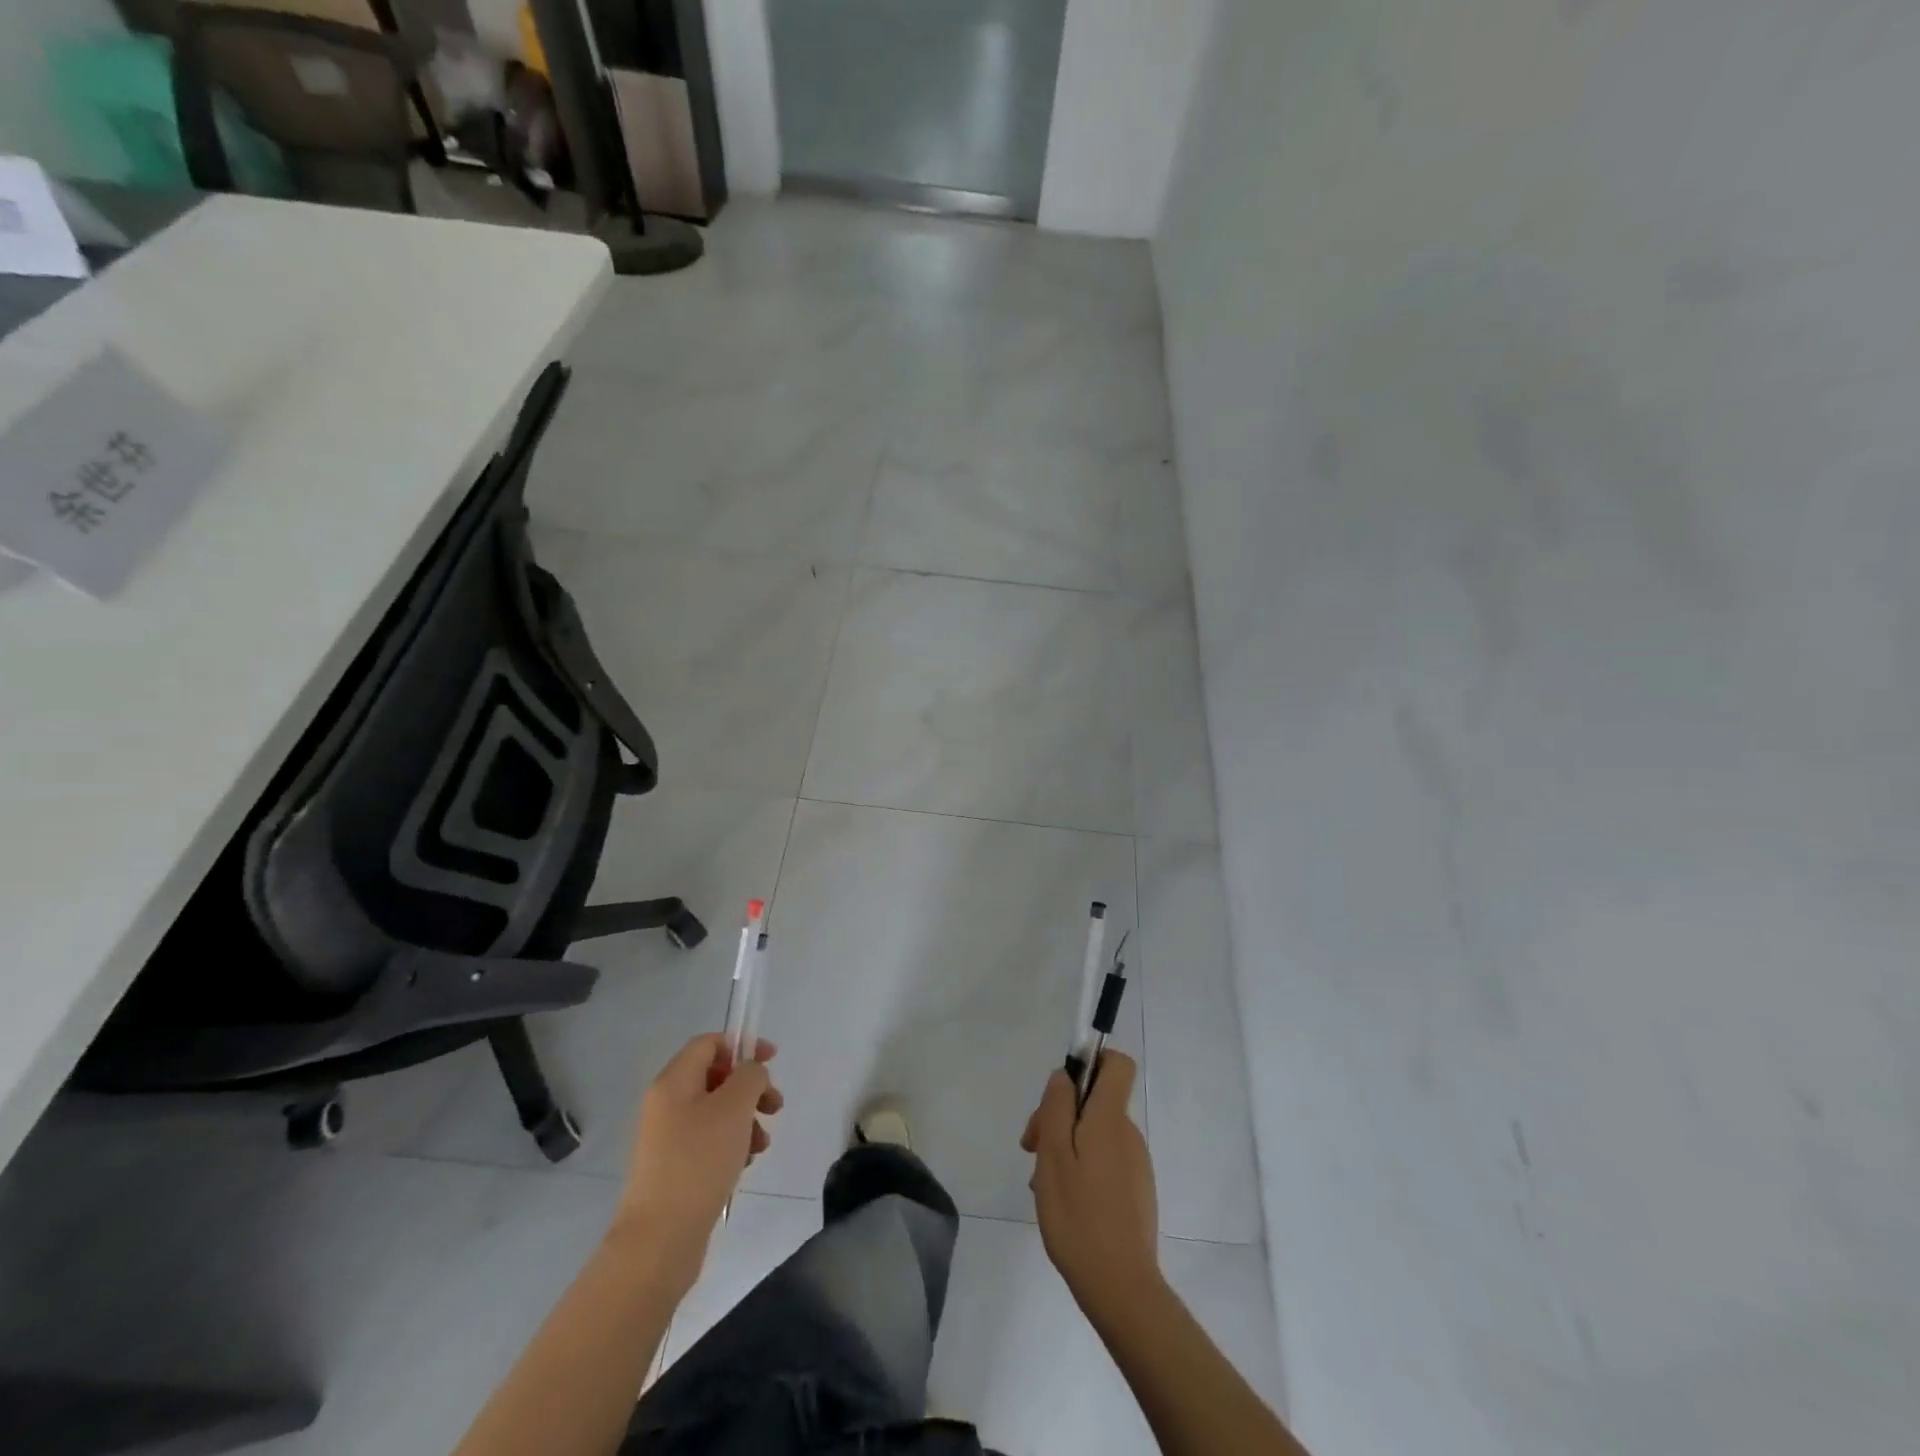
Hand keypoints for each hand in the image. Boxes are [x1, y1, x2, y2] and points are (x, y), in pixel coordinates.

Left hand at [613, 1033, 782, 1288]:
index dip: (742, 1045)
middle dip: (749, 1089)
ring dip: (745, 1119)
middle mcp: (665, 1104)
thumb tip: (750, 1072)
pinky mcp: (674, 1168)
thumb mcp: (734, 1107)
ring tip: (762, 1144)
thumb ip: (750, 1076)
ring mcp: (667, 1138)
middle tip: (775, 1106)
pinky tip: (746, 1164)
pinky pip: (708, 1141)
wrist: (660, 1240)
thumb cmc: (699, 1161)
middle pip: (715, 1078)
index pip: (708, 1044)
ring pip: (716, 1112)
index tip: (772, 1060)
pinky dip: (732, 1144)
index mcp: (673, 1082)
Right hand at [1021, 1053, 1160, 1320]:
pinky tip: (1063, 1203)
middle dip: (1060, 1116)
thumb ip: (1057, 1107)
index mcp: (1110, 1119)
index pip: (1117, 1064)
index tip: (1062, 1089)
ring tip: (1045, 1185)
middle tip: (1032, 1151)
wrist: (1121, 1289)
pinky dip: (1081, 1170)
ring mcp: (1135, 1164)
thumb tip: (1063, 1075)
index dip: (1092, 1062)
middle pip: (1095, 1101)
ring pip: (1094, 1134)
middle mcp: (1128, 1134)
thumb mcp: (1054, 1156)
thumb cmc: (1079, 1217)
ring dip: (1066, 1148)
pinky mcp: (1135, 1191)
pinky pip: (1103, 1161)